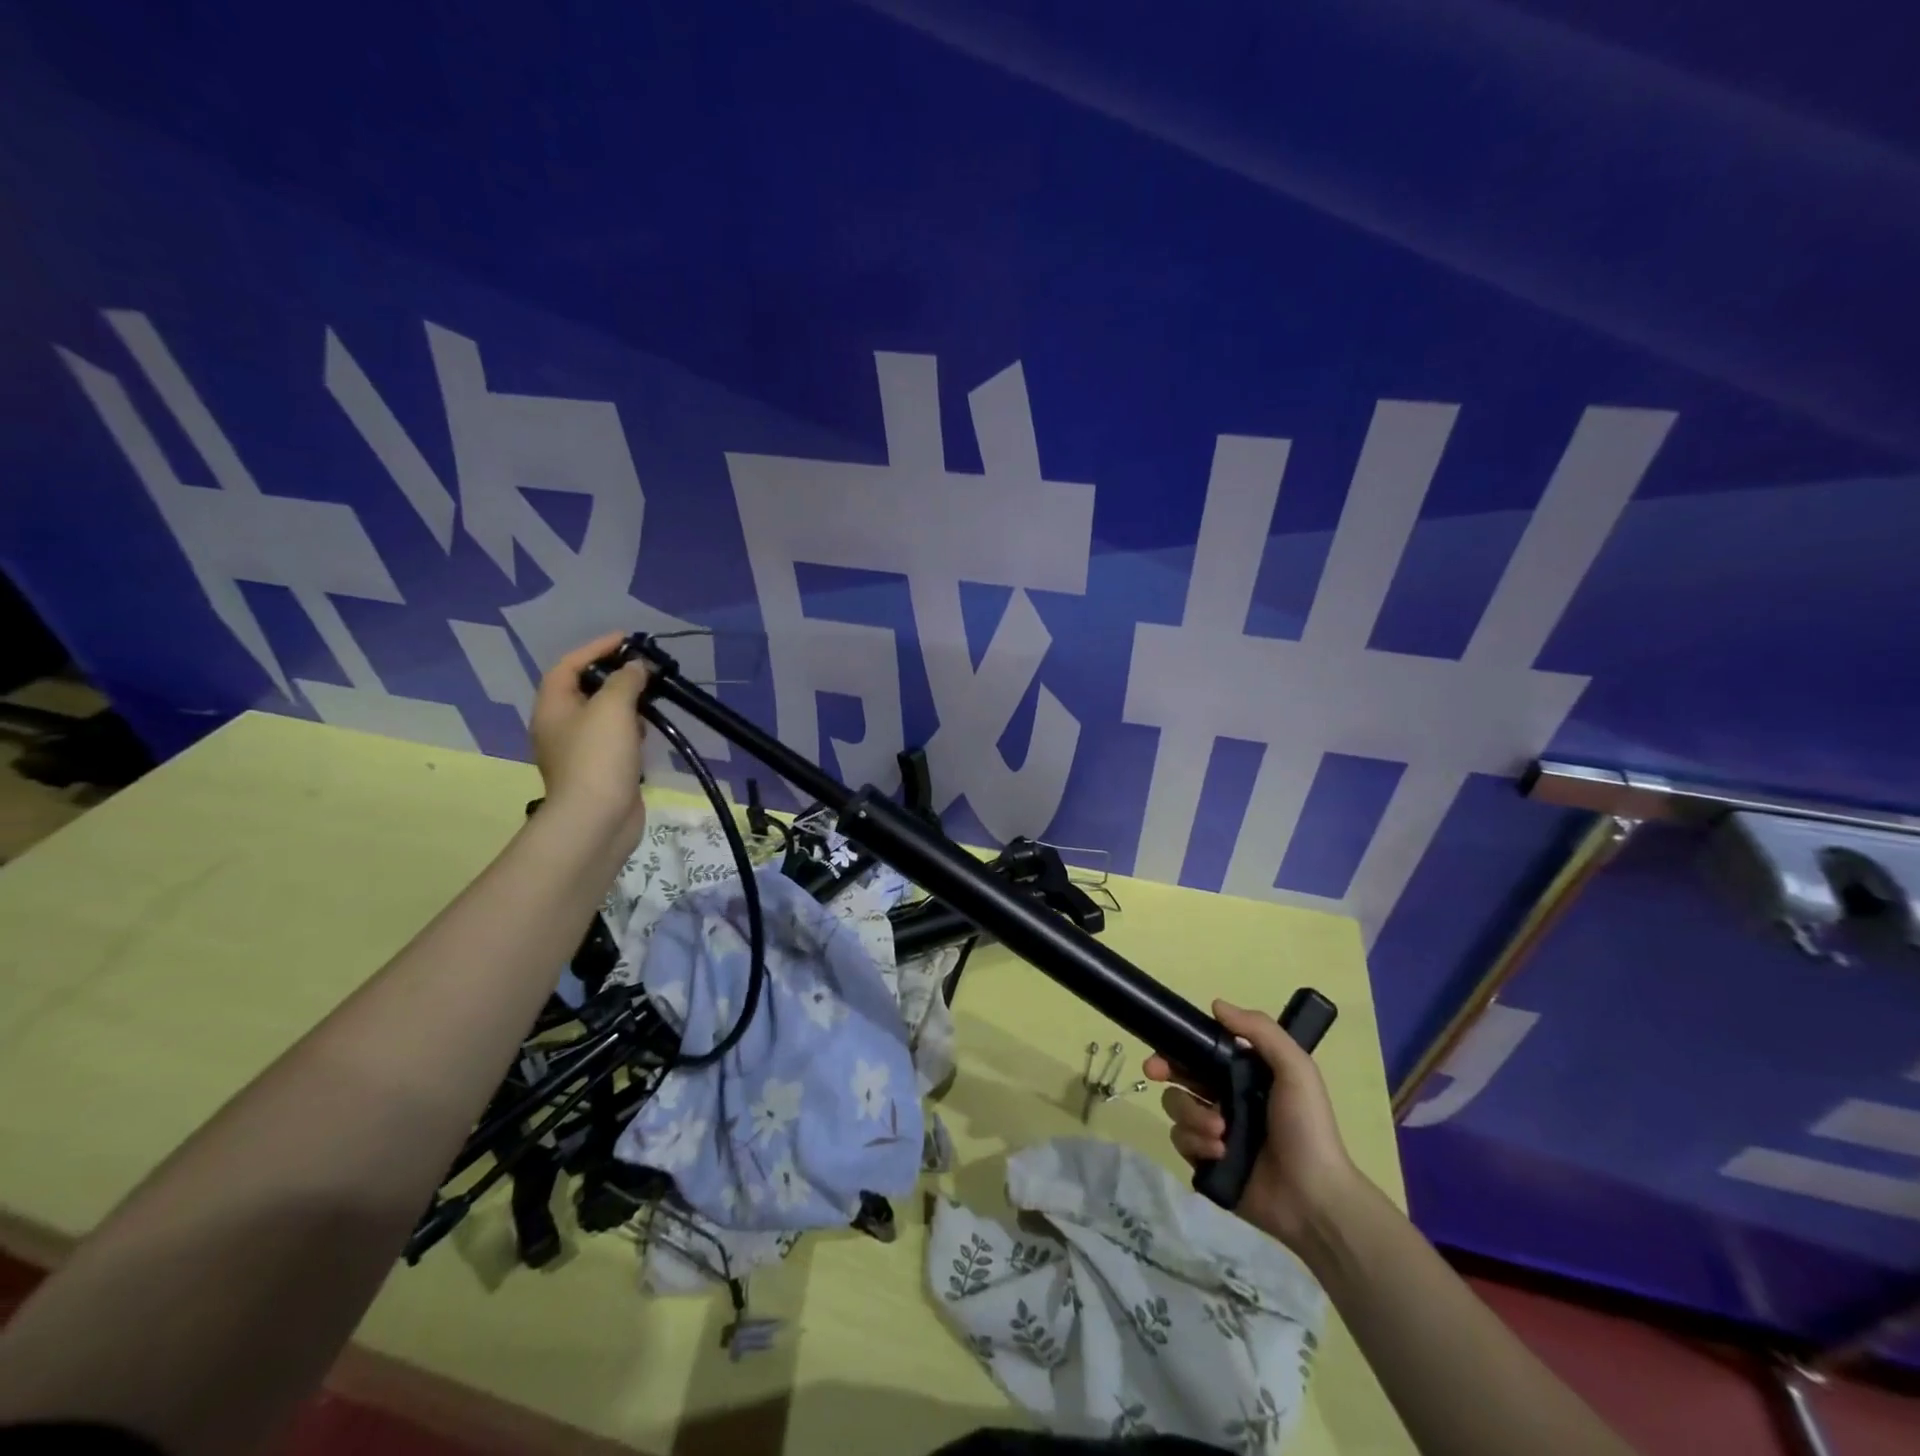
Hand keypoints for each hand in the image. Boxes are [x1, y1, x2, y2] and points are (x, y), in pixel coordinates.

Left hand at [529, 633, 648, 845]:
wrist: (597, 819)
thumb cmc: (599, 757)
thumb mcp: (613, 707)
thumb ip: (626, 680)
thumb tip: (637, 668)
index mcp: (553, 707)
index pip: (569, 665)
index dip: (596, 648)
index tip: (628, 639)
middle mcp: (559, 726)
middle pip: (584, 689)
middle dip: (614, 676)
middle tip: (644, 669)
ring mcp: (578, 751)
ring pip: (601, 715)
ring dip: (625, 703)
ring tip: (651, 698)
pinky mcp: (598, 770)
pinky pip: (613, 739)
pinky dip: (630, 730)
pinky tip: (648, 733)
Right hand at [1145, 1000, 1359, 1249]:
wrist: (1314, 1198)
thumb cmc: (1306, 1127)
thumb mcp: (1295, 1070)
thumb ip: (1260, 1031)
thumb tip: (1215, 1004)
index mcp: (1243, 1075)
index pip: (1202, 1052)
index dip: (1179, 1045)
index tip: (1163, 1043)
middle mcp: (1224, 1098)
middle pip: (1178, 1076)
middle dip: (1163, 1070)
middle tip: (1155, 1072)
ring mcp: (1213, 1132)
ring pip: (1176, 1109)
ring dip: (1192, 1115)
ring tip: (1220, 1132)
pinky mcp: (1205, 1162)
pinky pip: (1182, 1142)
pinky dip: (1196, 1144)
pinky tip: (1220, 1153)